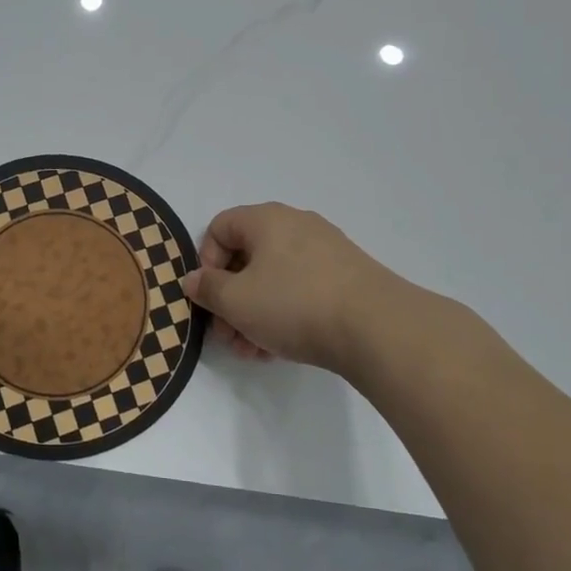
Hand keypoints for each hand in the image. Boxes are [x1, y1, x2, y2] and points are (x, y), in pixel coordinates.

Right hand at [182, 203, 475, 378]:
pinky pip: (301, 288)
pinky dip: (284, 313)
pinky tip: (280, 348)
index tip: (210, 297)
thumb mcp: (236, 301)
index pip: (219, 227)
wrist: (377, 328)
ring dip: (254, 313)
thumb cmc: (294, 304)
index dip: (206, 262)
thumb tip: (193, 279)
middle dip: (230, 298)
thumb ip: (206, 289)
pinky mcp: (347, 276)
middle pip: (247, 257)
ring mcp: (325, 250)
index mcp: (266, 219)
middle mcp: (296, 225)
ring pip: (274, 278)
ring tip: (253, 351)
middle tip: (228, 335)